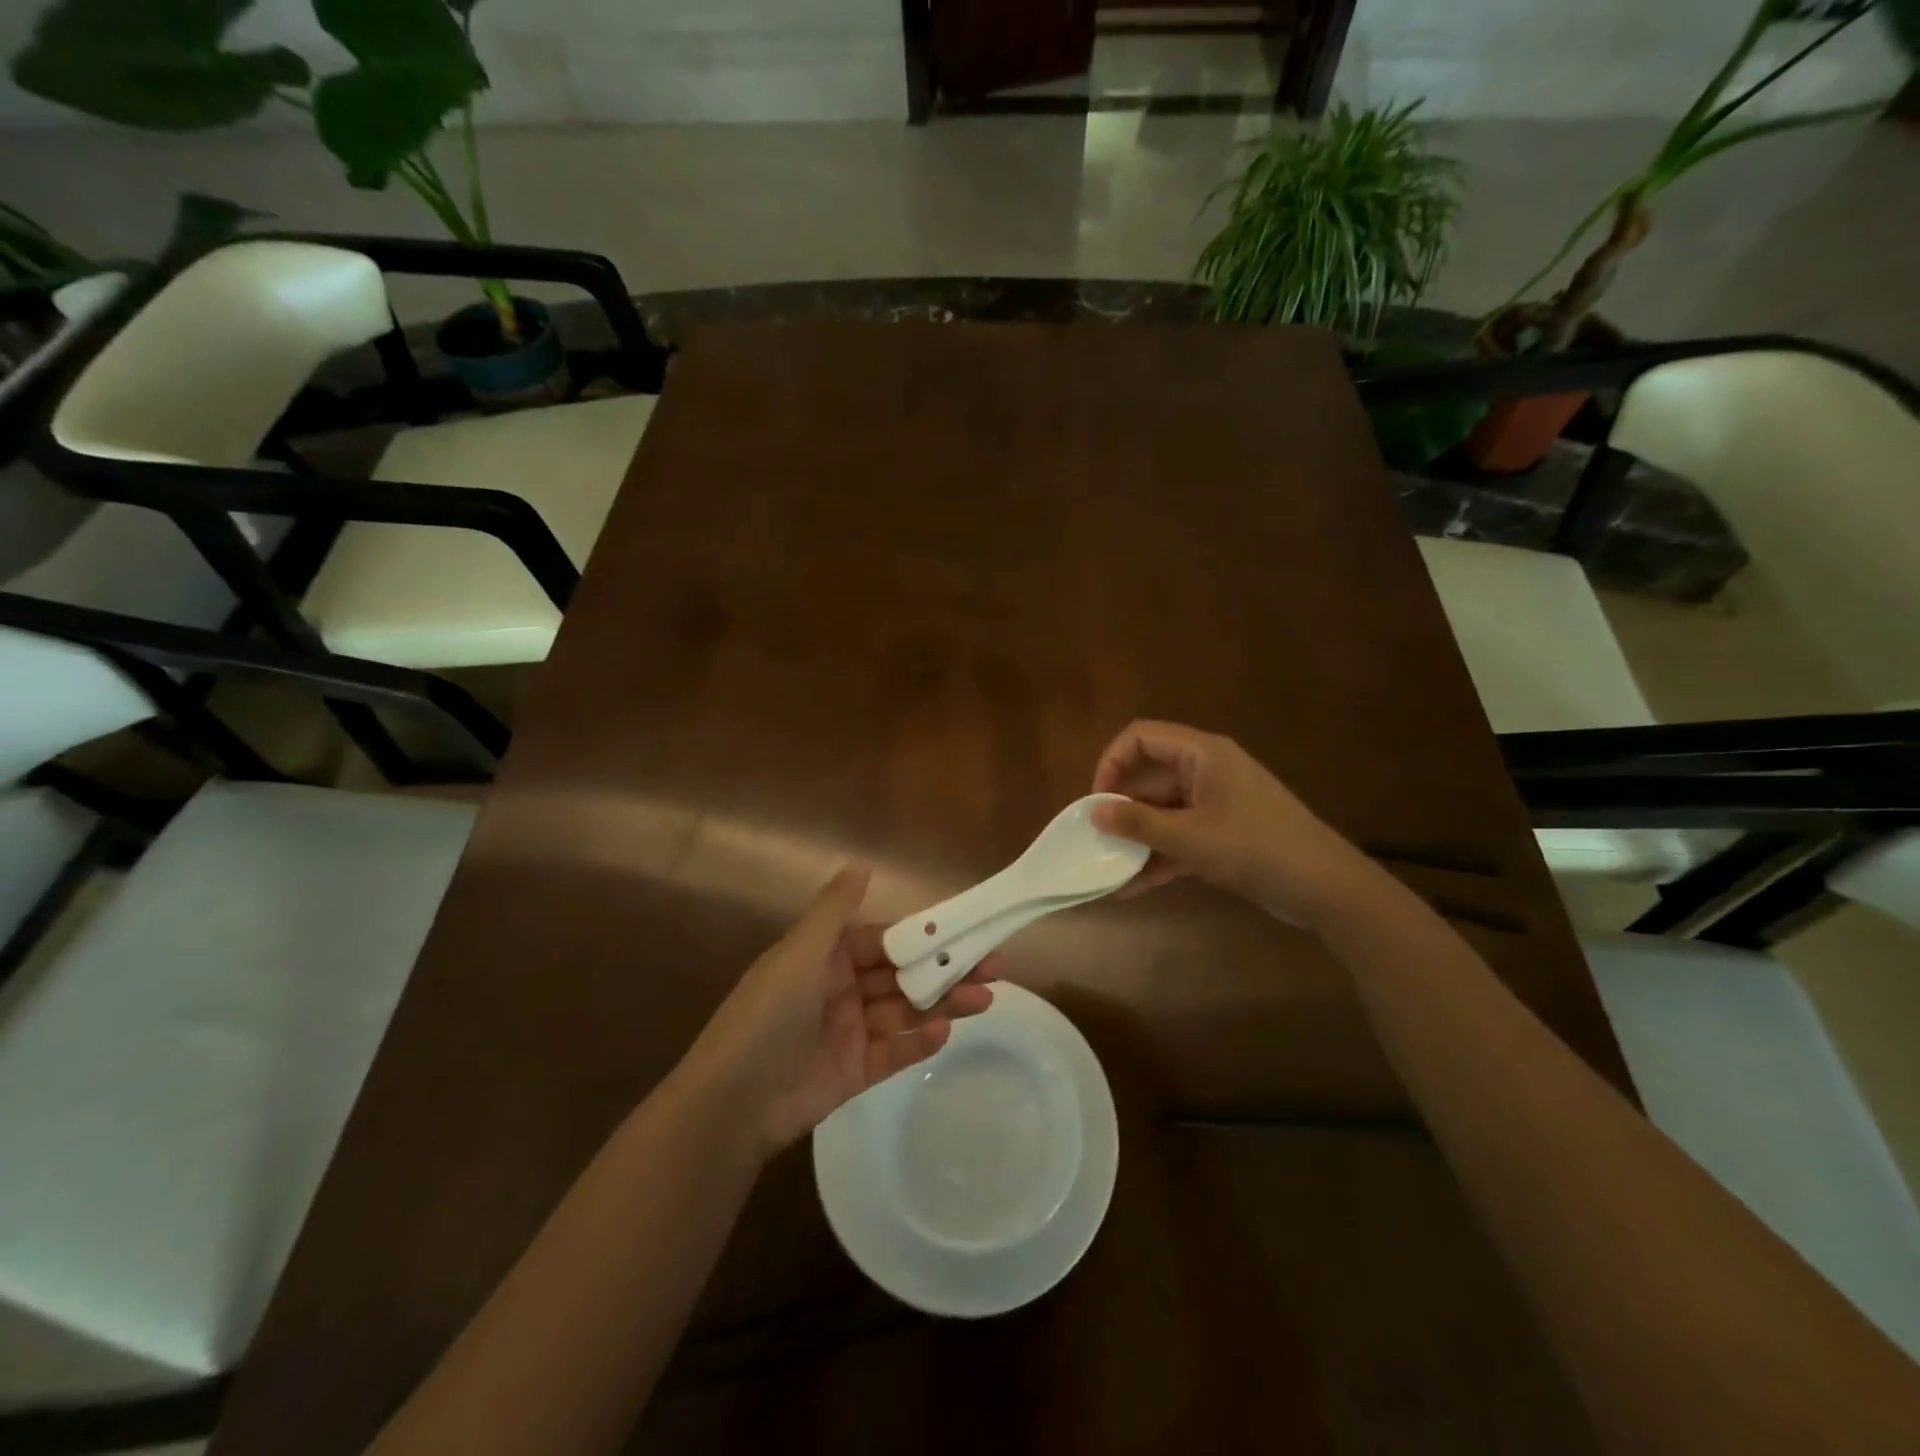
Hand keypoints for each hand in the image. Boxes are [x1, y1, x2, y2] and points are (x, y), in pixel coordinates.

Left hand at [684, 866, 995, 1153]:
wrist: (733, 1101)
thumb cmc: (769, 1014)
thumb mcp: (801, 953)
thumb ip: (834, 909)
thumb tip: (862, 863)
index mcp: (827, 957)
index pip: (886, 940)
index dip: (925, 936)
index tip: (967, 932)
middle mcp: (841, 989)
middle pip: (903, 975)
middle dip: (945, 971)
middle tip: (995, 968)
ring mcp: (849, 1032)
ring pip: (905, 1012)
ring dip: (943, 1004)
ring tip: (984, 1000)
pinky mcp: (854, 1073)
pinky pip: (894, 1052)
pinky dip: (919, 1042)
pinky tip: (946, 1032)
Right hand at [1090, 719, 1372, 924]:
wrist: (1326, 888)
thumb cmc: (1257, 849)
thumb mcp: (1192, 837)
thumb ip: (1140, 823)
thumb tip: (1094, 811)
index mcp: (1202, 754)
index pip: (1141, 737)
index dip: (1112, 762)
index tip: (1097, 800)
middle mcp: (1207, 771)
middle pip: (1149, 776)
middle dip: (1121, 807)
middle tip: (1097, 838)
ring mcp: (1216, 803)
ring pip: (1162, 811)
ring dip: (1137, 838)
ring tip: (1108, 869)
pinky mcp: (1223, 833)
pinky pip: (1180, 836)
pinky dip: (1159, 856)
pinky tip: (1133, 887)